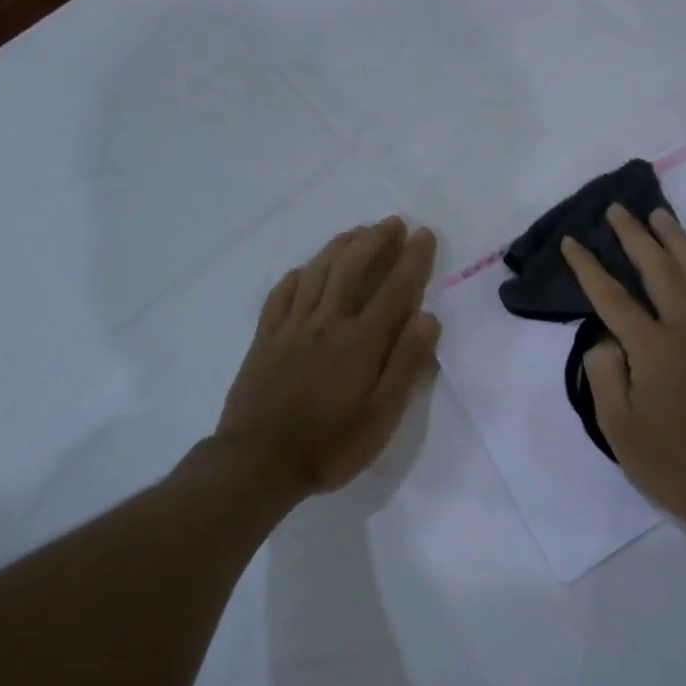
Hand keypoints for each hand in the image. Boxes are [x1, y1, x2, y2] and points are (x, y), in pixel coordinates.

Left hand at [217, 217, 439, 495]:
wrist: (257, 462)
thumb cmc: (330, 445)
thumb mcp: (382, 416)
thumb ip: (407, 364)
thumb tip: (428, 318)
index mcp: (361, 341)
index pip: (395, 289)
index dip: (413, 259)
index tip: (425, 234)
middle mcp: (327, 322)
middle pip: (353, 267)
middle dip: (376, 240)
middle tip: (393, 223)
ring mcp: (292, 326)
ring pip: (318, 271)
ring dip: (340, 246)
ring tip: (357, 231)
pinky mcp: (266, 337)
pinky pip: (282, 293)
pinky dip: (298, 274)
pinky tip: (305, 269)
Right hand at [561, 206, 685, 533]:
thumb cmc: (674, 464)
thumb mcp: (619, 429)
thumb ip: (604, 375)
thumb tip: (605, 338)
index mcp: (651, 348)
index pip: (610, 297)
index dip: (587, 267)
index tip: (572, 241)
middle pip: (656, 270)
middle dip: (633, 237)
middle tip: (617, 210)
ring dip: (676, 240)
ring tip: (659, 214)